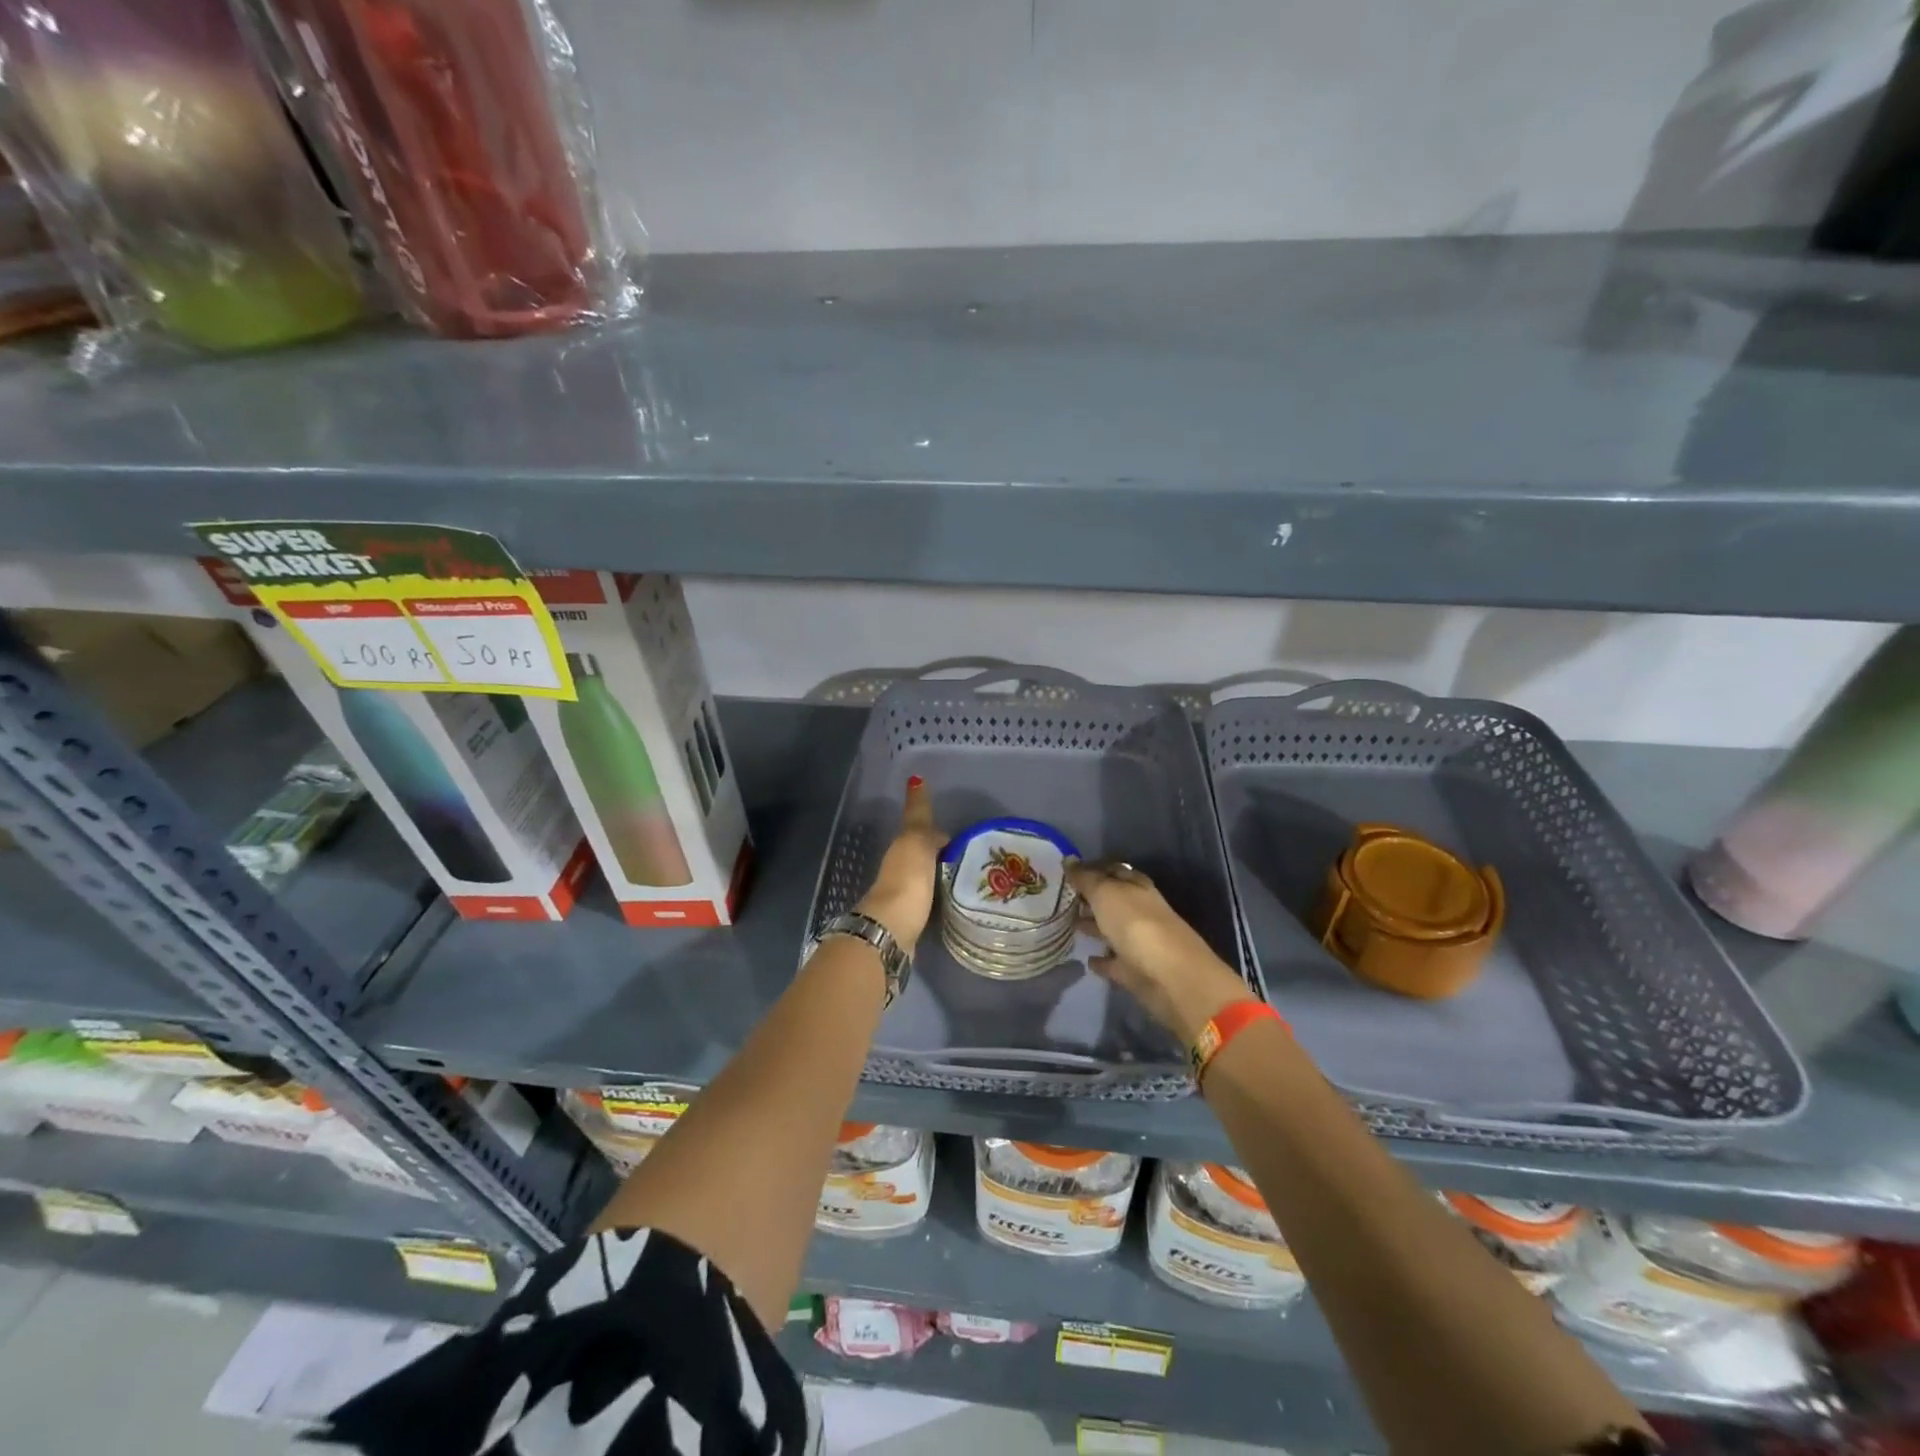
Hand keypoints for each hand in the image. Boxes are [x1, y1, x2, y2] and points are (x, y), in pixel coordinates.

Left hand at [855, 776, 948, 950]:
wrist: (891, 929)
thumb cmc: (907, 880)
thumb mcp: (917, 843)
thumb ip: (921, 821)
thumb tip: (923, 796)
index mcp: (901, 847)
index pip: (917, 824)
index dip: (927, 817)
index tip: (948, 822)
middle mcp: (899, 867)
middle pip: (920, 851)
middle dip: (938, 847)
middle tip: (964, 848)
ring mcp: (904, 893)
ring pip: (924, 874)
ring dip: (939, 870)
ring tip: (965, 872)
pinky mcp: (912, 917)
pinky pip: (930, 896)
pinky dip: (940, 891)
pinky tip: (954, 896)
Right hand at [1066, 860, 1251, 1043]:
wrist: (1171, 977)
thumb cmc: (1136, 924)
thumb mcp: (1106, 893)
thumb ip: (1086, 878)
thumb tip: (1068, 859)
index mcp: (1137, 886)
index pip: (1112, 870)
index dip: (1091, 869)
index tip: (1066, 871)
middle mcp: (1140, 911)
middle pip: (1112, 900)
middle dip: (1090, 898)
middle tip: (1062, 897)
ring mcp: (1139, 942)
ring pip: (1112, 930)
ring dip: (1094, 926)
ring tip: (1068, 925)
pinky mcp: (1135, 971)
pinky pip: (1114, 962)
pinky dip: (1102, 960)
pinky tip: (1087, 959)